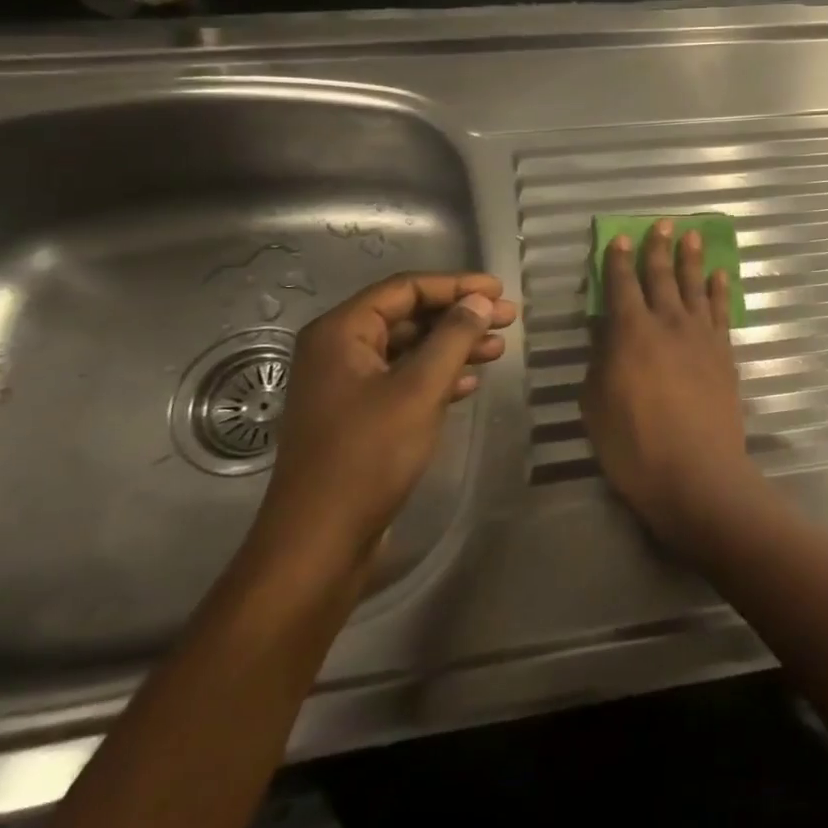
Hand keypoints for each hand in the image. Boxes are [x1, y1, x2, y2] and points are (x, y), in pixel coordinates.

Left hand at [245, 272, 517, 584]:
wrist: (320, 541)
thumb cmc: (368, 455)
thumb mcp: (420, 389)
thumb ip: (453, 338)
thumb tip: (480, 301)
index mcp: (341, 333)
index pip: (405, 289)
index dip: (456, 285)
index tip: (500, 291)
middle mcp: (338, 351)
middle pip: (408, 316)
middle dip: (459, 316)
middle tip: (508, 319)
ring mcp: (346, 386)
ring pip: (408, 349)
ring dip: (453, 346)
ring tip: (498, 349)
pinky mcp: (357, 417)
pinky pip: (403, 380)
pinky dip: (438, 376)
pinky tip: (470, 385)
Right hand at [580, 220, 766, 554]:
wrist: (697, 474)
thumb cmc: (635, 446)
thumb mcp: (596, 404)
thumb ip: (601, 361)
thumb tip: (605, 332)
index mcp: (631, 332)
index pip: (622, 285)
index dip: (619, 260)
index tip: (621, 238)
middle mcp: (668, 323)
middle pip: (662, 276)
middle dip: (659, 247)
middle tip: (663, 222)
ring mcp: (701, 336)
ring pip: (695, 286)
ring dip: (691, 259)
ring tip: (692, 235)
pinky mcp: (724, 353)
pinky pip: (721, 311)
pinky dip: (720, 291)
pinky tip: (719, 276)